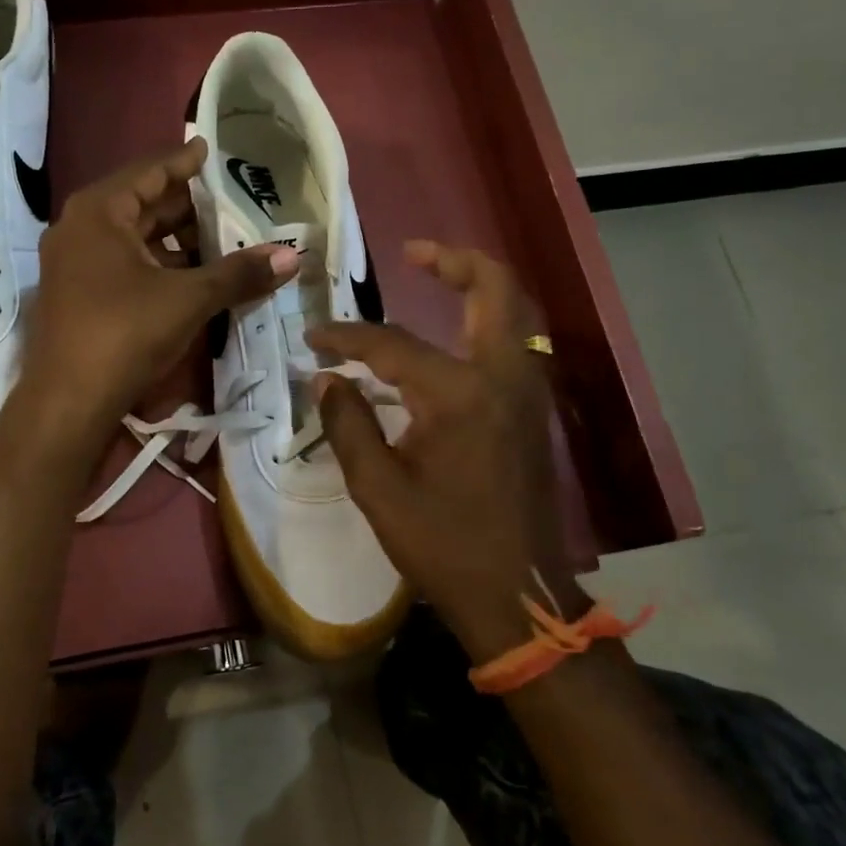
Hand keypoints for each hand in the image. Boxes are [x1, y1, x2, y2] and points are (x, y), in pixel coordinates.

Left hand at [16, 138, 296, 457]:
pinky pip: (124, 264)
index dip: (184, 161)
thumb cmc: (125, 333)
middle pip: (141, 204)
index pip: (149, 172)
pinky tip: (191, 277)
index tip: (209, 148)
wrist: (68, 402)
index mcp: (99, 212)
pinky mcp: (77, 294)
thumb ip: (239, 273)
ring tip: (220, 242)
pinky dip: (158, 265)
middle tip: (229, 203)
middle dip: (187, 206)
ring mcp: (74, 263)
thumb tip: (292, 255)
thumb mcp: (188, 299)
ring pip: (134, 239)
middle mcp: (80, 228)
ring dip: (176, 241)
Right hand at [309, 241, 586, 662]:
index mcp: (459, 395)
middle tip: (414, 252)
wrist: (518, 593)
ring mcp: (527, 391)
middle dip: (454, 260)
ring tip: (432, 278)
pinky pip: (512, 342)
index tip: (313, 337)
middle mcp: (503, 377)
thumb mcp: (378, 488)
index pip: (392, 345)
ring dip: (476, 286)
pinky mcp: (532, 410)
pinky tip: (450, 336)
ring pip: (513, 312)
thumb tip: (326, 379)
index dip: (346, 338)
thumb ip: (348, 424)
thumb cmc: (444, 544)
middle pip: (494, 289)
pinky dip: (485, 321)